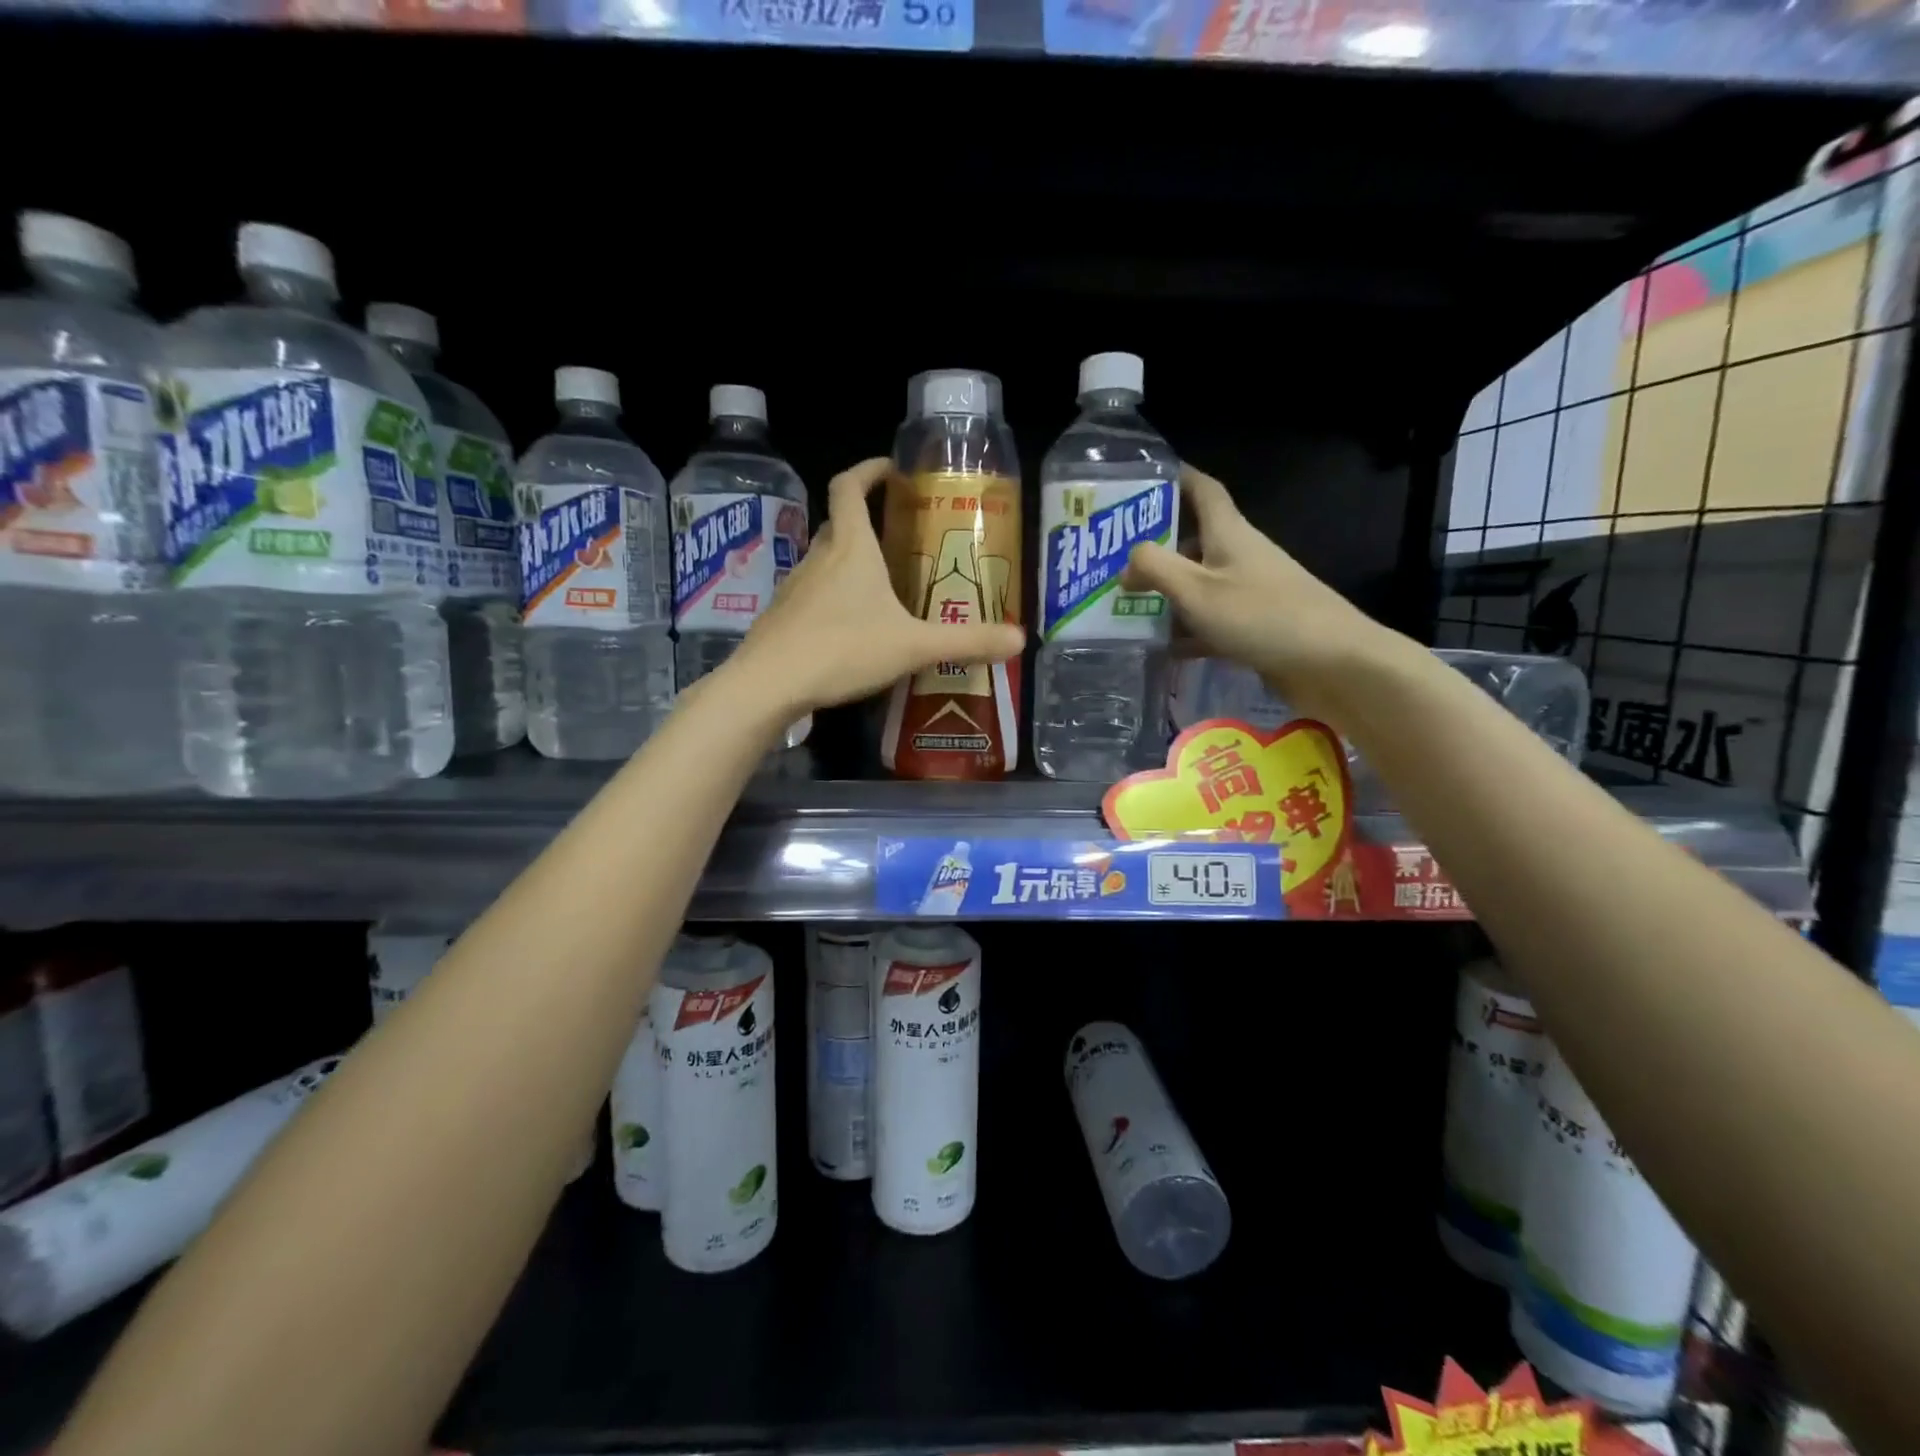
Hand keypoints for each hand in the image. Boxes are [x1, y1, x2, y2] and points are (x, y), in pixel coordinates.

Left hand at [728, 457, 1024, 717]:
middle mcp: (818, 558)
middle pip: (838, 523)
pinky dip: (831, 598)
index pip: (849, 486)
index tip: (891, 471)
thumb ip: (966, 641)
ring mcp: (793, 587)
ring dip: (848, 563)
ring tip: (879, 588)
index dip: (868, 470)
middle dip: (865, 521)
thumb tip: (1020, 640)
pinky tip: (848, 630)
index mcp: (850, 549)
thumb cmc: (843, 650)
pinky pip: (811, 595)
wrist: (768, 684)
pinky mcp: (780, 617)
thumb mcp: (913, 646)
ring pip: (823, 561)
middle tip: (898, 537)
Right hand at [1120, 466, 1396, 715]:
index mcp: (1228, 532)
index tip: (1140, 480)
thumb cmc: (1260, 615)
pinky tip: (1161, 647)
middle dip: (1156, 545)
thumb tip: (1127, 562)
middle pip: (1194, 539)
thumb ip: (1155, 568)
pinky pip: (1210, 619)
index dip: (1175, 478)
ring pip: (1198, 582)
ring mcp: (1249, 590)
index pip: (1202, 490)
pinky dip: (1186, 629)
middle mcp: (1239, 554)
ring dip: (1167, 591)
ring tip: (1125, 604)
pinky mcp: (1254, 624)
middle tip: (1112, 558)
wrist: (1331, 662)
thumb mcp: (1196, 589)